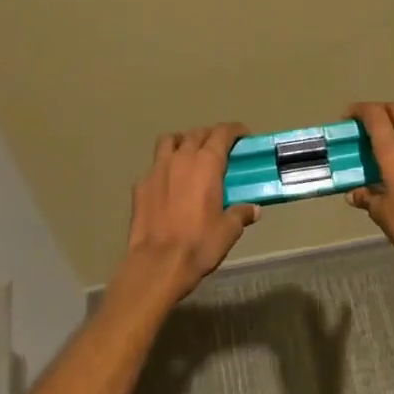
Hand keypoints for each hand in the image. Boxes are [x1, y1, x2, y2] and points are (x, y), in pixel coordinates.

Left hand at [115, 124, 259, 307]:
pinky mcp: (140, 185)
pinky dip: (164, 167)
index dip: (234, 130)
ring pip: (170, 141)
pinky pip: (154, 166)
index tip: (242, 135)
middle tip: (220, 148)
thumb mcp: (228, 231)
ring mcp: (157, 169)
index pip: (222, 133)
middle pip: (196, 133)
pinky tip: (169, 184)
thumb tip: (253, 209)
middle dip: (210, 135)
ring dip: (183, 142)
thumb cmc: (199, 244)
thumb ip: (241, 214)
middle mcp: (181, 158)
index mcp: (206, 164)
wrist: (157, 263)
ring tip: (190, 155)